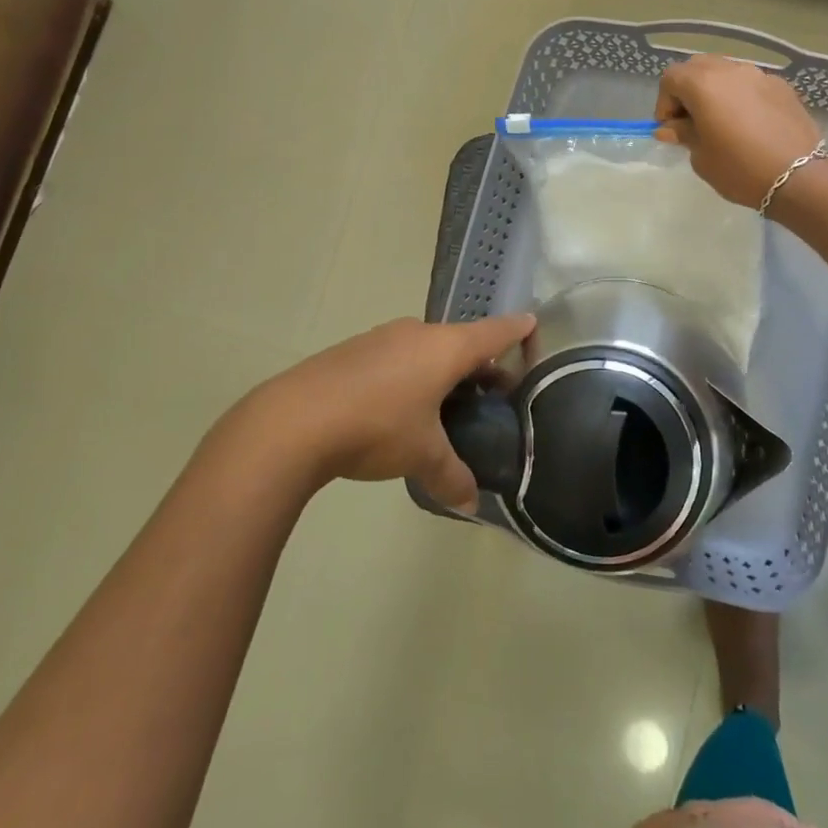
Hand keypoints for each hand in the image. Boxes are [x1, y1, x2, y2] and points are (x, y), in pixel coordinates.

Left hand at [219, 314, 535, 507]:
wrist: (294, 420)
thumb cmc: (376, 427)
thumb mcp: (422, 456)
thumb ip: (451, 476)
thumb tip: (470, 505)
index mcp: (446, 348)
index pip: (494, 332)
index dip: (516, 329)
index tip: (533, 323)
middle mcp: (417, 334)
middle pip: (460, 341)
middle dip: (479, 363)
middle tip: (493, 390)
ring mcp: (382, 338)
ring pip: (426, 349)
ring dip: (442, 370)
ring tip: (447, 403)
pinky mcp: (353, 350)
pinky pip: (397, 356)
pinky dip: (411, 373)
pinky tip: (400, 406)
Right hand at [655, 53, 822, 208]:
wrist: (799, 176)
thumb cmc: (740, 168)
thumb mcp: (701, 156)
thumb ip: (683, 134)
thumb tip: (670, 128)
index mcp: (703, 84)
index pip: (671, 77)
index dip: (664, 102)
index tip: (671, 129)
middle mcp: (730, 70)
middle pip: (697, 67)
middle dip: (688, 90)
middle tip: (691, 121)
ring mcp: (759, 75)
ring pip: (726, 71)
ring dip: (715, 91)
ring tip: (721, 121)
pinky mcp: (782, 86)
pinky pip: (750, 83)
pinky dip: (741, 96)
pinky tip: (749, 124)